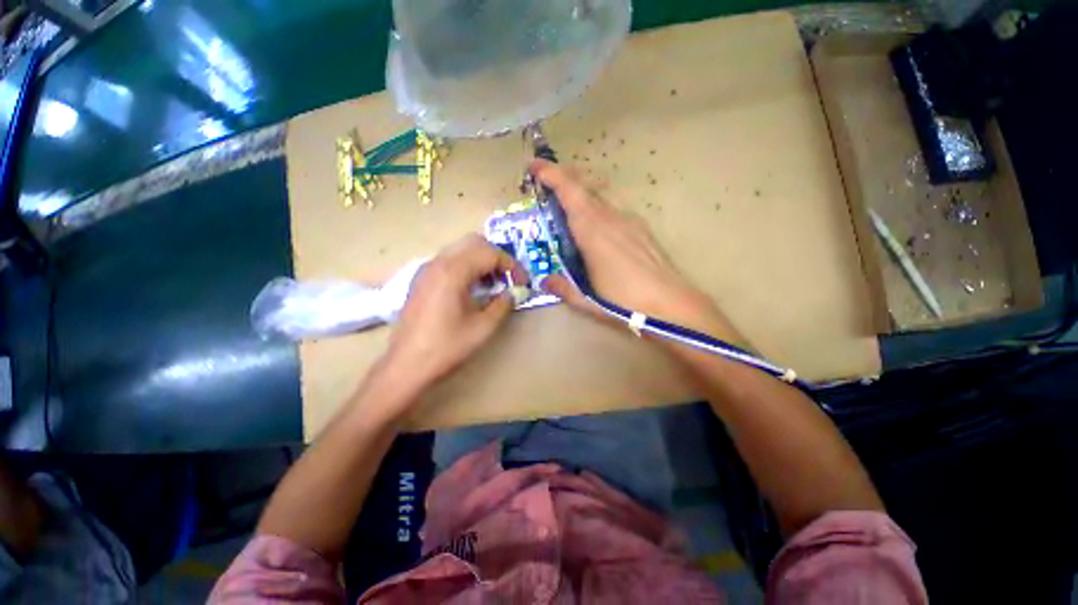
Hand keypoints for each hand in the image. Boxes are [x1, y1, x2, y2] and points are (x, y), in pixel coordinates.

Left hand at [380, 234, 525, 394]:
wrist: (406, 366)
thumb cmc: (447, 347)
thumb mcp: (483, 327)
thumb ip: (503, 304)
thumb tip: (513, 293)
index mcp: (453, 271)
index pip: (490, 254)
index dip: (511, 265)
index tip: (523, 282)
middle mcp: (438, 263)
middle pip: (474, 243)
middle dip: (496, 257)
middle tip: (508, 278)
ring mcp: (426, 269)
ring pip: (460, 249)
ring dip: (481, 260)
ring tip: (493, 283)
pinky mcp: (421, 279)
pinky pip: (449, 260)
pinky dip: (466, 266)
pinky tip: (472, 288)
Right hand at [532, 159, 738, 340]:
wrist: (670, 303)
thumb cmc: (623, 302)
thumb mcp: (586, 300)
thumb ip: (562, 288)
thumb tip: (544, 281)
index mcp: (592, 231)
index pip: (570, 192)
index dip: (551, 174)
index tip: (535, 166)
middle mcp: (610, 218)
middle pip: (585, 185)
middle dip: (563, 176)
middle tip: (546, 180)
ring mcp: (628, 220)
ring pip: (599, 195)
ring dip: (581, 191)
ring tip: (568, 202)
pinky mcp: (640, 228)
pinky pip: (612, 208)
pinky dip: (597, 206)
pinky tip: (596, 226)